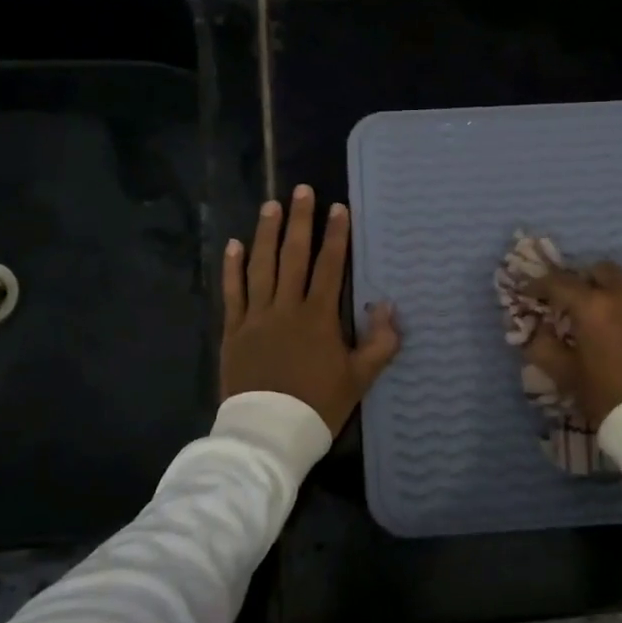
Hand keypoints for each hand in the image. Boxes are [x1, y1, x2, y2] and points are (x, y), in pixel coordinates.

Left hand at [221, 186, 401, 435]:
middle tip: (302, 190)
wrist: (270, 432)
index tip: (338, 208)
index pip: (330, 266)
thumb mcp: (360, 378)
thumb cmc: (319, 405)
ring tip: (271, 205)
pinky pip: (233, 292)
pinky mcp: (234, 330)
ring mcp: (256, 316)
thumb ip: (380, 342)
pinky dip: (233, 268)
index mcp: (319, 316)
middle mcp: (286, 307)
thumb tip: (388, 305)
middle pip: (294, 256)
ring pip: (261, 266)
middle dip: (301, 221)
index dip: (336, 236)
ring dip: (266, 233)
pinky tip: (234, 245)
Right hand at [524, 261, 621, 429]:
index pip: (559, 282)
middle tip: (581, 305)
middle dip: (588, 283)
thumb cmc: (611, 400)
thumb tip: (537, 331)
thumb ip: (544, 349)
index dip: (541, 284)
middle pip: (604, 272)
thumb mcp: (568, 378)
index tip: (532, 292)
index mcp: (594, 307)